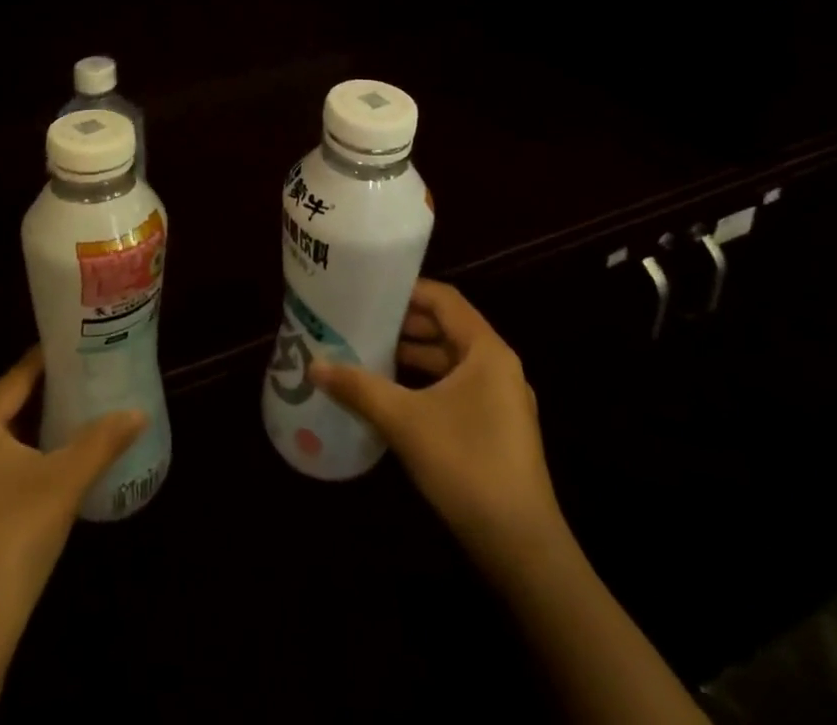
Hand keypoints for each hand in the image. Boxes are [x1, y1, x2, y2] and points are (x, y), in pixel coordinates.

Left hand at [0, 348, 144, 642]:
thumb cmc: (16, 534)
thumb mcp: (66, 481)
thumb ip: (103, 440)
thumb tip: (139, 412)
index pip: (15, 378)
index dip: (47, 362)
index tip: (77, 349)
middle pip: (2, 409)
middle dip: (40, 398)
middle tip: (81, 385)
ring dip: (26, 433)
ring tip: (66, 423)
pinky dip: (10, 463)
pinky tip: (38, 473)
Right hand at [309, 279, 563, 570]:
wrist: (521, 547)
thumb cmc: (466, 464)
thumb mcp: (404, 420)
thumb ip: (359, 387)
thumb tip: (315, 365)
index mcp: (487, 351)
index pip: (445, 299)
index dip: (407, 290)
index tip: (369, 289)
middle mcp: (498, 367)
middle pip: (448, 328)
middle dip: (405, 324)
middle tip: (361, 319)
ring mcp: (501, 401)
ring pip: (451, 361)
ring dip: (413, 355)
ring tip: (369, 352)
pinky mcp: (497, 430)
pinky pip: (457, 388)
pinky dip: (426, 383)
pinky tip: (393, 395)